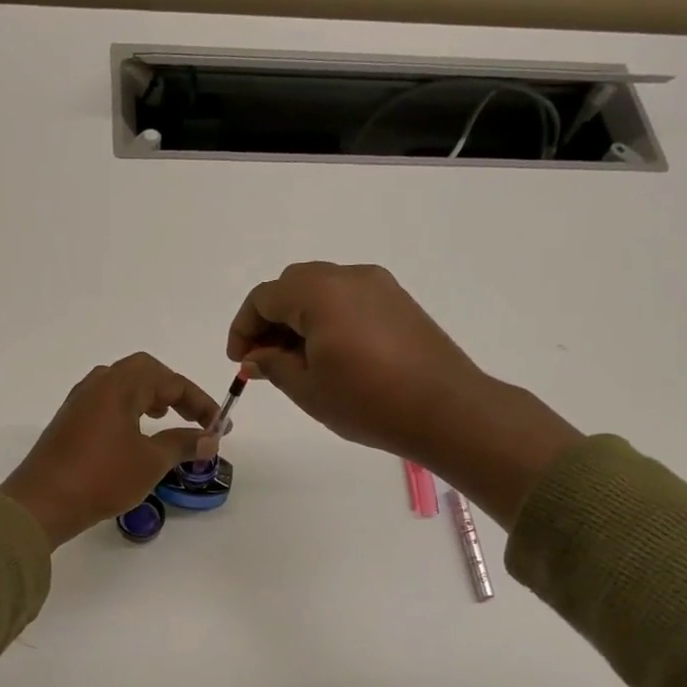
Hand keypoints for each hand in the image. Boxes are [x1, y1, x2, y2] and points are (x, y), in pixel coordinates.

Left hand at [0, 353, 220, 548]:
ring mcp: (79, 402)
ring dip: (149, 398)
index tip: (219, 425)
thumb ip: (183, 444)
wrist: (42, 503)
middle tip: (192, 416)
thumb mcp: (151, 462)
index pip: (170, 380)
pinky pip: (107, 403)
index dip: (199, 402)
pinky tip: (135, 436)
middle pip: (144, 372)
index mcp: (119, 385)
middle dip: (173, 391)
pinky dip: (129, 410)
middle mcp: (98, 384)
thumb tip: (211, 437)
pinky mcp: (69, 422)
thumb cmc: (102, 477)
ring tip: (165, 419)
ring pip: (122, 386)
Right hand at [226, 262, 581, 527]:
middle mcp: (348, 276)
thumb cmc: (368, 402)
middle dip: (270, 320)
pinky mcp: (398, 301)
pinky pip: (348, 299)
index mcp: (319, 293)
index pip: (264, 297)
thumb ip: (272, 365)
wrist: (446, 410)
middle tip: (264, 361)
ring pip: (321, 290)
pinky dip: (327, 318)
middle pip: (292, 286)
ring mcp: (378, 286)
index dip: (243, 328)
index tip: (240, 362)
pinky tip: (330, 356)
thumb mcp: (308, 389)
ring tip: (296, 363)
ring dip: (298, 319)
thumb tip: (254, 356)